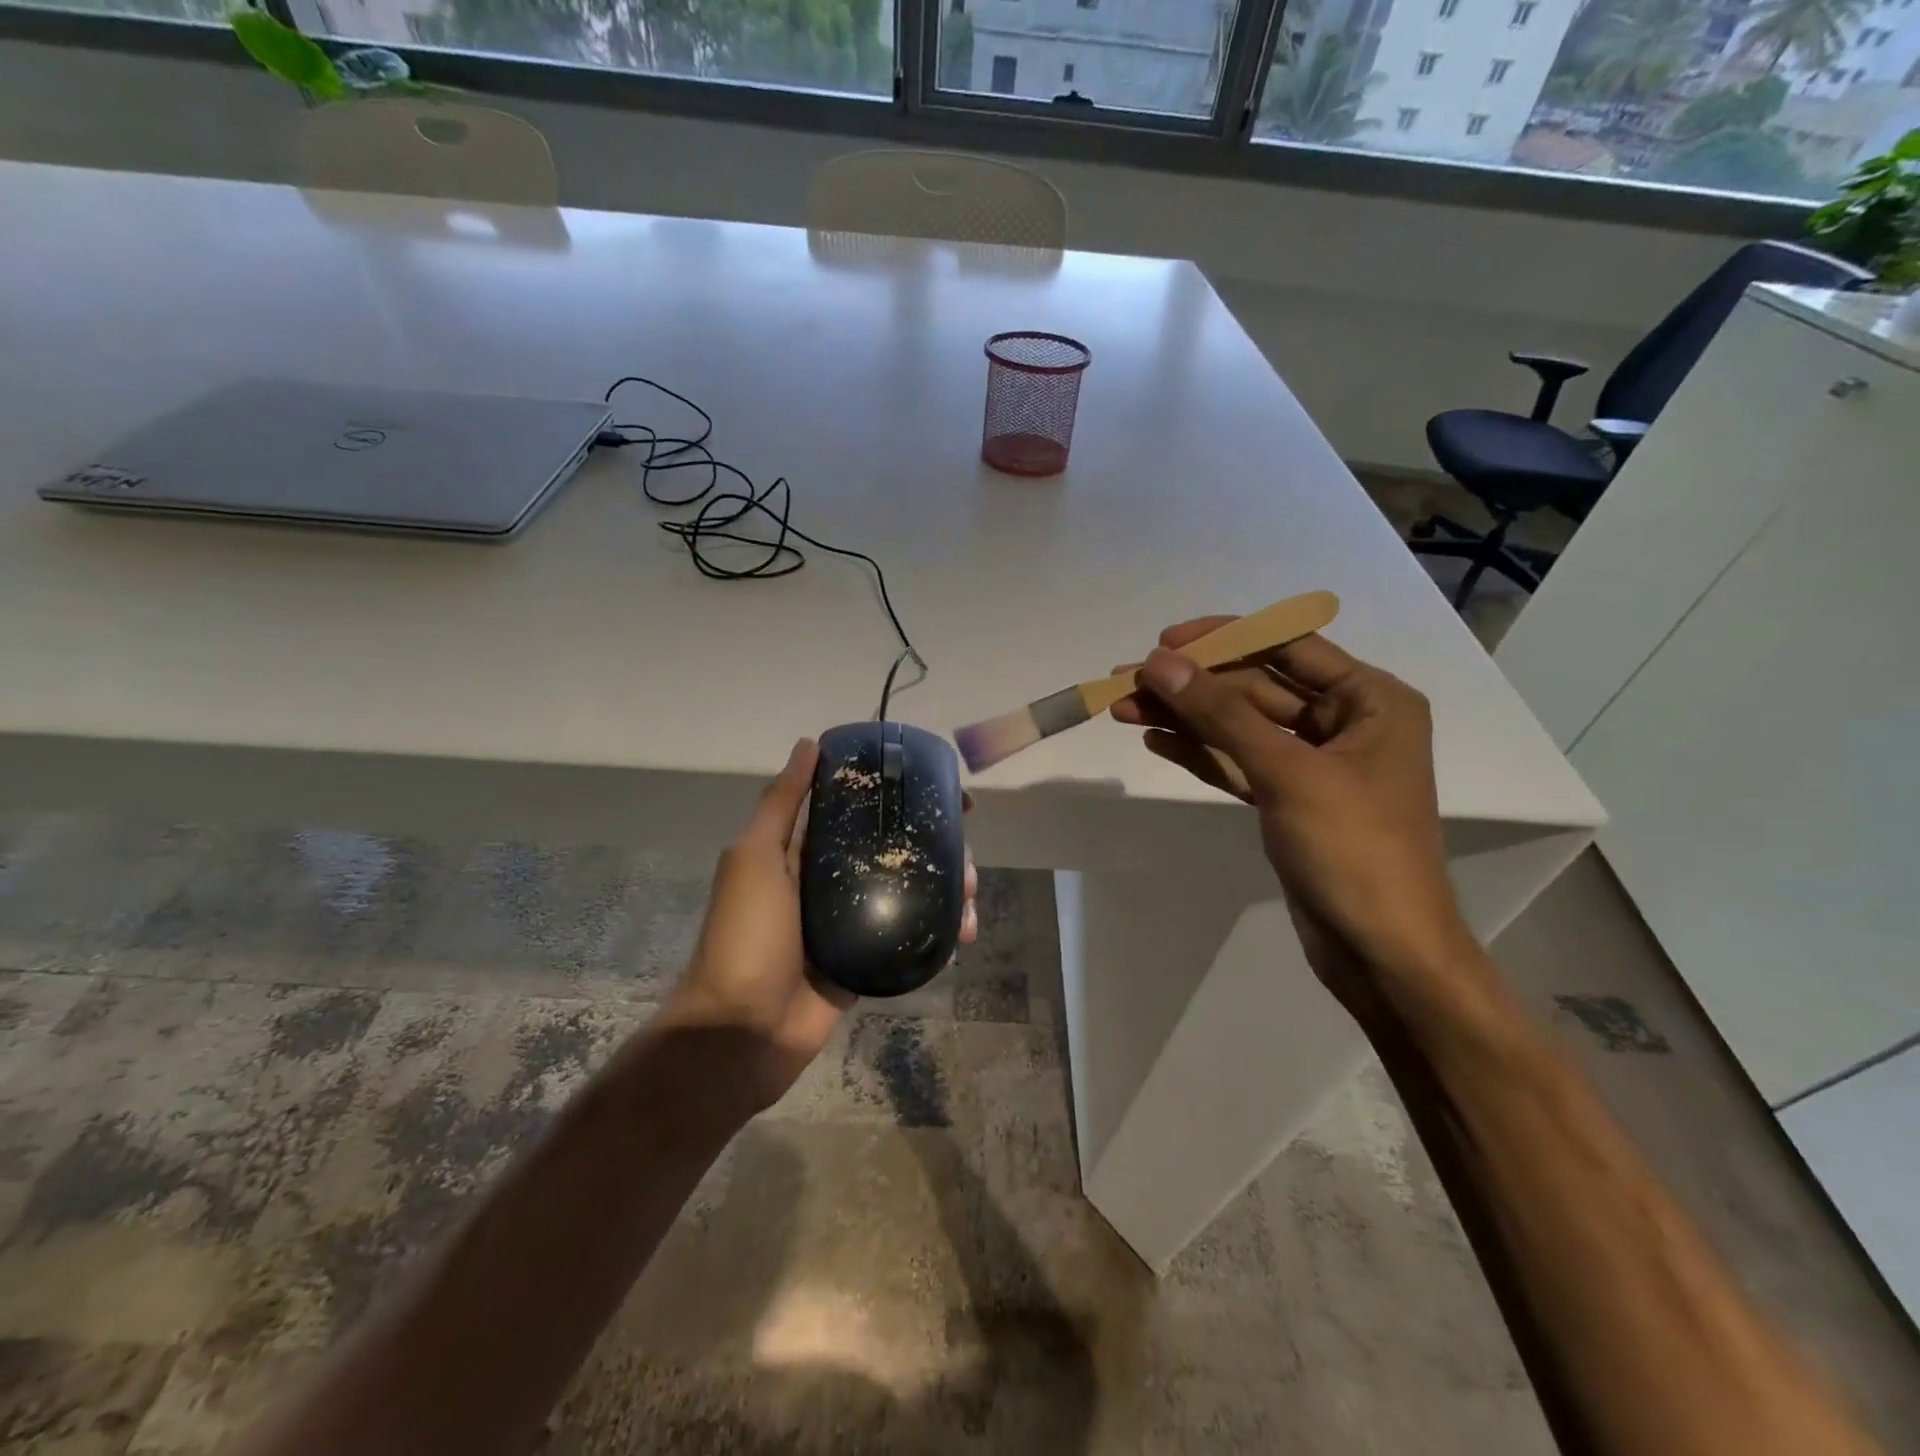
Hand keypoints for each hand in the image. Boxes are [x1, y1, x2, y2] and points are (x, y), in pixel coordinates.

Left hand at [662, 737, 978, 1111]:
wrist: (742, 1030)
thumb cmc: (747, 935)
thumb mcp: (756, 858)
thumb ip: (782, 803)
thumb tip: (809, 744)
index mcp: (806, 853)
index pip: (863, 813)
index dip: (904, 800)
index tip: (947, 796)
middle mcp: (833, 882)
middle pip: (896, 854)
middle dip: (938, 852)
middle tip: (966, 861)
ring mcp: (853, 924)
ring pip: (911, 895)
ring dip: (947, 893)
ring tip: (968, 904)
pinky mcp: (867, 962)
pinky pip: (910, 940)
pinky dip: (938, 936)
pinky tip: (960, 937)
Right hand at [1112, 622, 1476, 1011]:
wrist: (1382, 952)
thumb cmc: (1353, 850)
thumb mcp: (1288, 772)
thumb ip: (1222, 714)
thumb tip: (1159, 663)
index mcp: (1370, 700)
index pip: (1288, 646)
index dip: (1224, 639)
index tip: (1164, 642)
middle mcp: (1345, 722)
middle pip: (1255, 688)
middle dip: (1192, 685)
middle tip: (1125, 683)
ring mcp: (1314, 764)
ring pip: (1239, 727)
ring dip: (1185, 717)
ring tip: (1123, 709)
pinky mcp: (1288, 800)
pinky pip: (1237, 762)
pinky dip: (1199, 752)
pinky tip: (1156, 739)